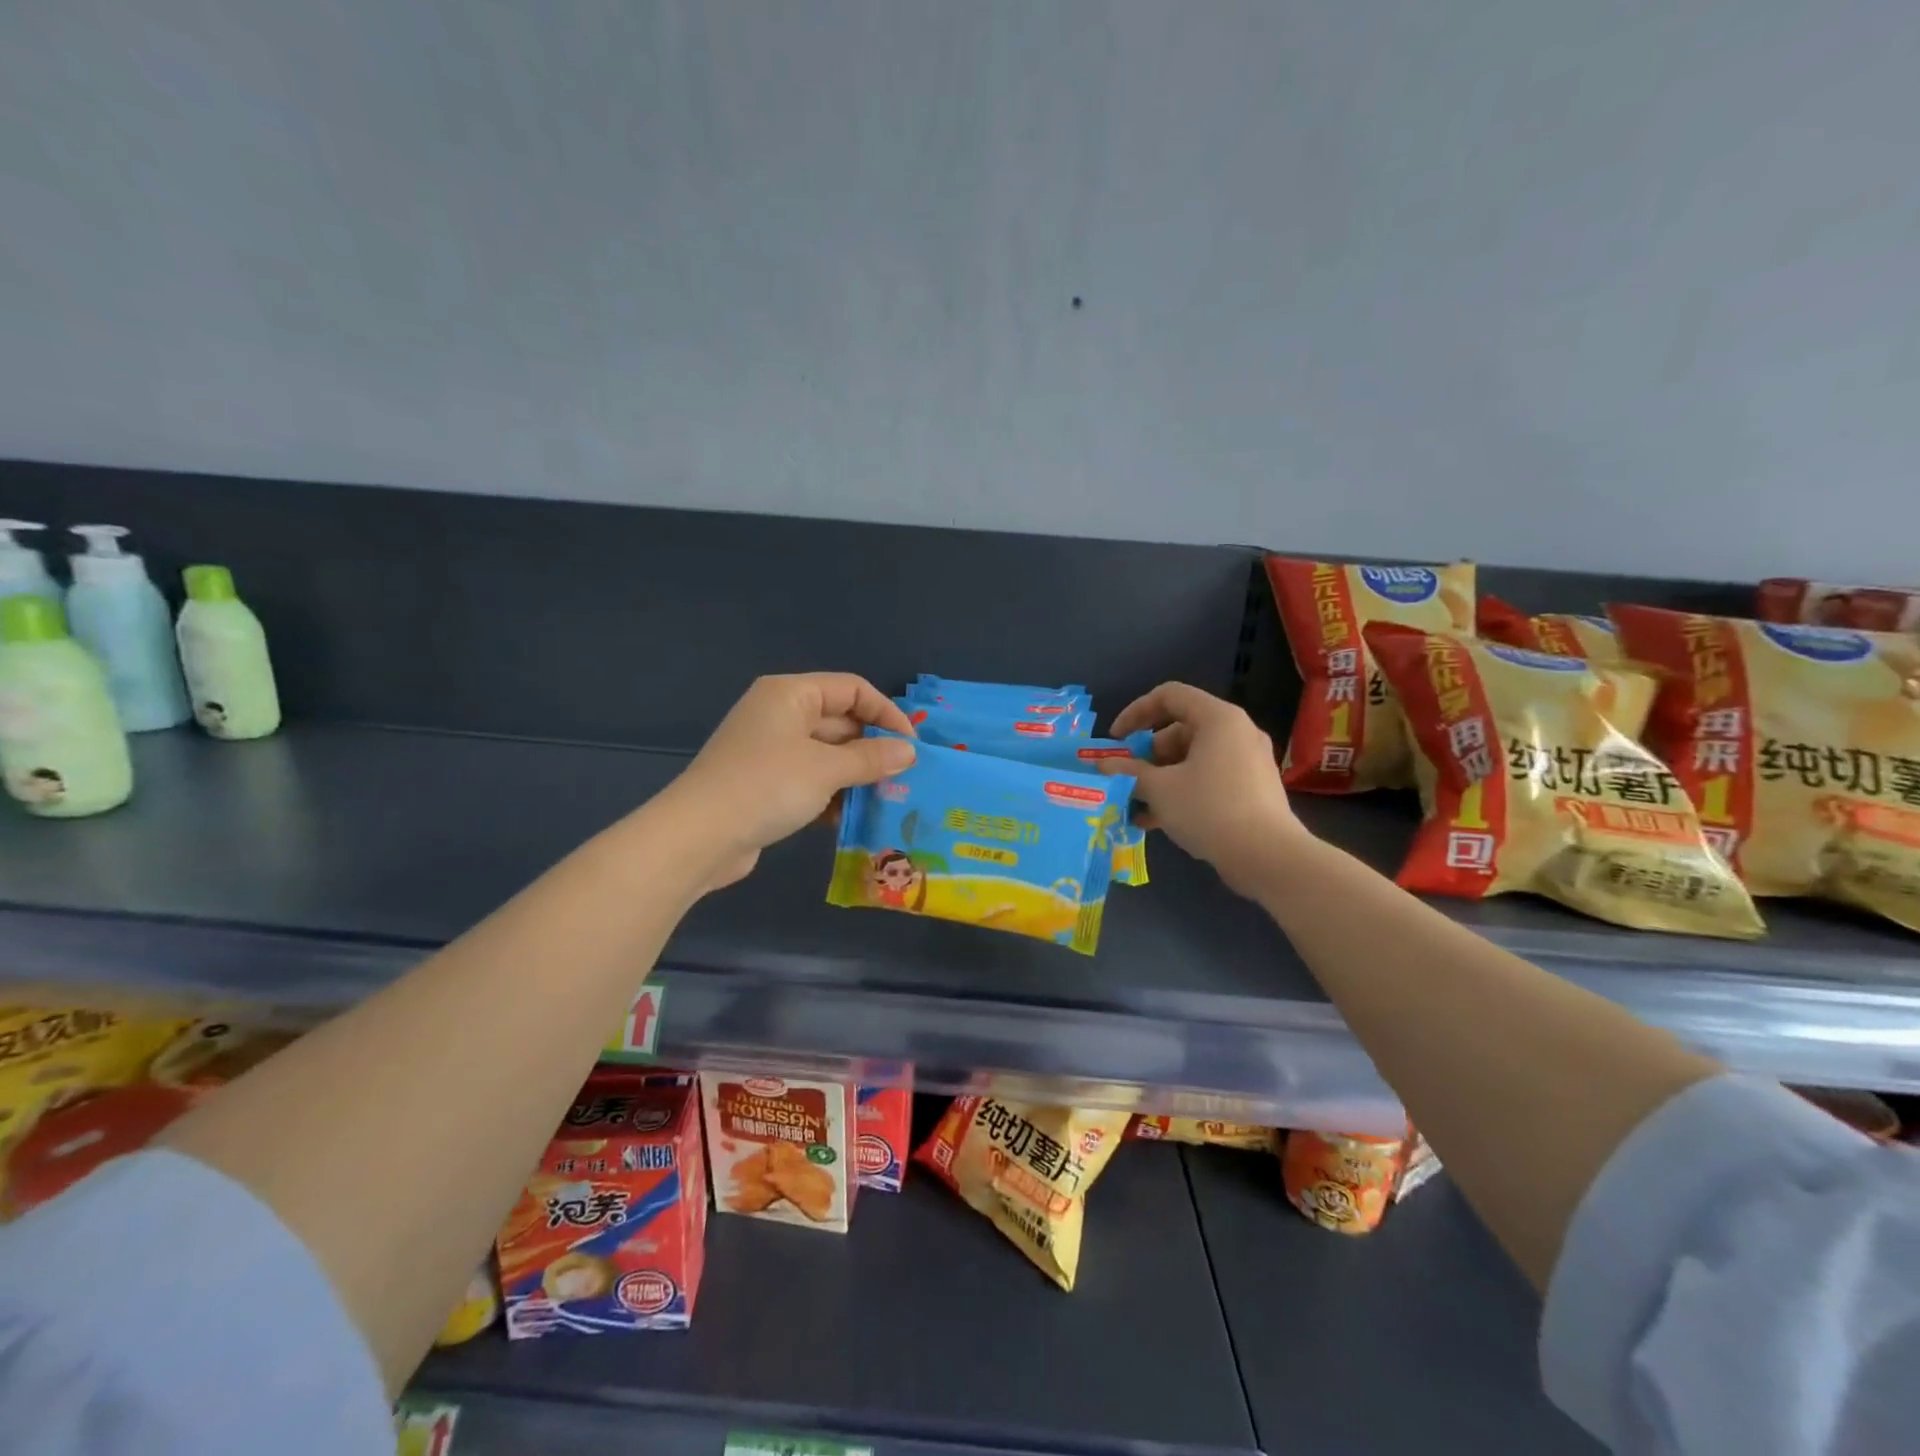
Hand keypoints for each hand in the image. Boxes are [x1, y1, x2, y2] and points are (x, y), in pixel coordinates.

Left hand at [659, 674, 916, 891]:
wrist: (698, 837)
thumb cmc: (766, 787)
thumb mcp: (826, 769)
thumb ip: (871, 758)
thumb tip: (910, 751)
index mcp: (790, 694)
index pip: (852, 689)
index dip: (886, 713)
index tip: (912, 745)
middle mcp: (780, 714)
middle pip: (840, 721)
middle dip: (872, 748)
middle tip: (905, 777)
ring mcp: (770, 750)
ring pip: (827, 754)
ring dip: (855, 775)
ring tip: (886, 799)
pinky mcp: (764, 783)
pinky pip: (809, 779)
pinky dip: (831, 793)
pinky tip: (849, 817)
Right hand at [1104, 682, 1307, 896]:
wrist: (1268, 857)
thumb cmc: (1209, 809)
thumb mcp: (1160, 789)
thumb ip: (1128, 771)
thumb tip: (1102, 764)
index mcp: (1218, 719)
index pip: (1169, 696)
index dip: (1135, 712)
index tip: (1115, 740)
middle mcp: (1237, 732)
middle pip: (1180, 730)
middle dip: (1146, 755)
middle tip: (1126, 779)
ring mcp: (1248, 761)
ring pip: (1193, 758)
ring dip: (1160, 778)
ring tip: (1136, 806)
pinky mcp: (1253, 788)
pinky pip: (1209, 778)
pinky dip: (1183, 791)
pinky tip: (1158, 820)